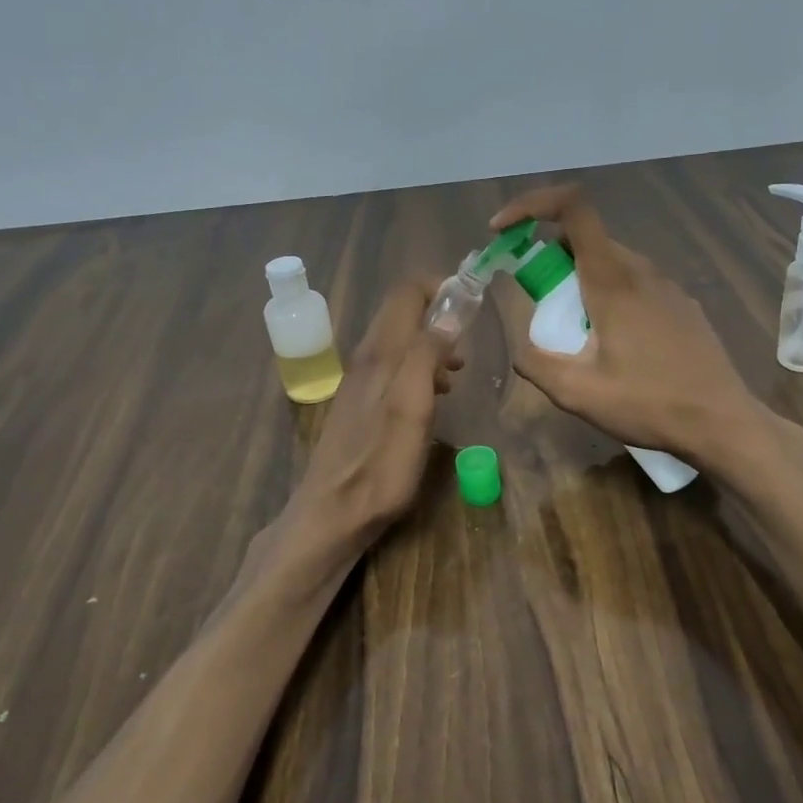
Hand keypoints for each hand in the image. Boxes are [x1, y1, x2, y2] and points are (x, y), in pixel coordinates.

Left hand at [295, 279, 461, 540]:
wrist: (333, 514)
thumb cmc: (380, 465)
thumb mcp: (413, 408)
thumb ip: (427, 356)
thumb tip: (448, 315)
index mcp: (381, 353)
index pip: (406, 293)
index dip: (439, 288)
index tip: (470, 306)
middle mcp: (367, 359)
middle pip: (402, 314)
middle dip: (439, 318)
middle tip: (467, 348)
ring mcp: (360, 382)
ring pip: (400, 343)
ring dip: (432, 347)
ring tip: (458, 373)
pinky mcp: (360, 405)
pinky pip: (394, 369)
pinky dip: (419, 370)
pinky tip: (434, 397)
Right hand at [487, 185, 772, 473]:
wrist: (721, 422)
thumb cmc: (648, 404)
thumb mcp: (577, 393)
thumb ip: (536, 362)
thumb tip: (521, 348)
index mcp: (613, 279)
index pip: (572, 208)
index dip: (531, 205)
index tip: (502, 232)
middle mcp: (642, 270)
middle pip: (586, 238)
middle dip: (549, 259)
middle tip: (538, 304)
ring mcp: (668, 286)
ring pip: (612, 262)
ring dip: (580, 280)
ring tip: (577, 334)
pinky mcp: (682, 305)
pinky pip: (636, 284)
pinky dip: (609, 295)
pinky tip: (616, 345)